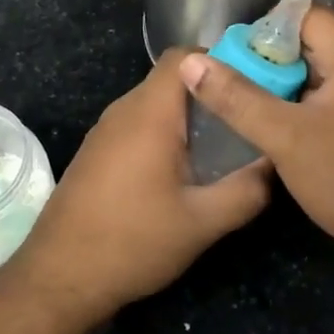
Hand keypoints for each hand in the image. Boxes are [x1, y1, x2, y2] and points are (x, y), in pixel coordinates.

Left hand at [9, 50, 271, 322]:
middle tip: (246, 121)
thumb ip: (246, 190)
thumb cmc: (133, 242)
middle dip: (210, 95)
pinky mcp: (97, 153)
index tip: (251, 87)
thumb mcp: (202, 223)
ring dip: (188, 118)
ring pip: (155, 105)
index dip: (221, 62)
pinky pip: (138, 126)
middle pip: (172, 81)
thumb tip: (274, 164)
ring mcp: (105, 131)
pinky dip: (165, 135)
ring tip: (222, 147)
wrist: (59, 277)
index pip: (184, 57)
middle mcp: (123, 111)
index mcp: (149, 113)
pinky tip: (183, 172)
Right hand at [178, 7, 333, 274]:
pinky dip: (314, 100)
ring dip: (292, 84)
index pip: (304, 14)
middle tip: (242, 90)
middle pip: (314, 40)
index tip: (237, 62)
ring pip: (327, 67)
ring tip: (261, 111)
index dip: (265, 31)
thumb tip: (191, 63)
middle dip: (274, 61)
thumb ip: (236, 97)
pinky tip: (295, 128)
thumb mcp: (283, 138)